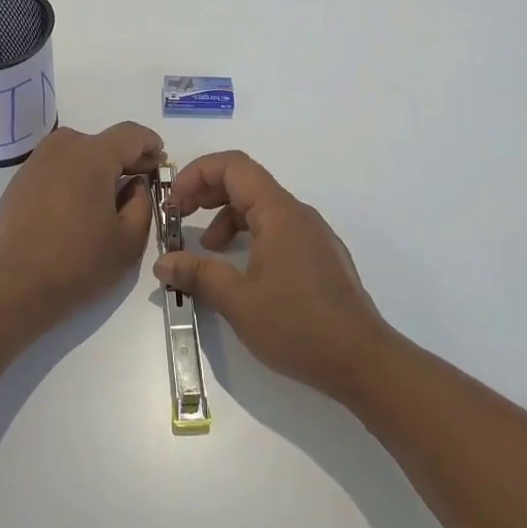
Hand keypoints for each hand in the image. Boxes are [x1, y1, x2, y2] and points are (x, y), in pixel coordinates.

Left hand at [0, 122, 163, 322]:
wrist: (12, 288)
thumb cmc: (78, 263)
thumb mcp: (129, 240)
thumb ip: (142, 203)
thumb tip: (135, 185)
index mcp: (92, 156)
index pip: (130, 134)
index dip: (150, 144)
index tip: (160, 160)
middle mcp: (61, 149)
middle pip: (102, 141)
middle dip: (124, 157)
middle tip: (140, 181)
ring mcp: (34, 164)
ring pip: (76, 153)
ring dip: (96, 167)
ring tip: (108, 196)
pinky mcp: (17, 183)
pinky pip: (55, 169)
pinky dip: (72, 178)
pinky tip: (76, 207)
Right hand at [154, 151, 394, 402]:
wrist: (363, 361)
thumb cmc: (297, 325)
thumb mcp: (237, 300)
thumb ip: (197, 274)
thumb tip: (163, 263)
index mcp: (279, 212)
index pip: (234, 166)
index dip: (197, 174)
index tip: (173, 203)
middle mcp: (297, 214)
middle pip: (246, 182)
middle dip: (207, 193)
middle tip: (179, 218)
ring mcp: (312, 235)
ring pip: (261, 208)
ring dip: (226, 218)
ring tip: (206, 250)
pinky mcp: (319, 258)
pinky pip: (277, 230)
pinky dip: (249, 237)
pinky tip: (239, 270)